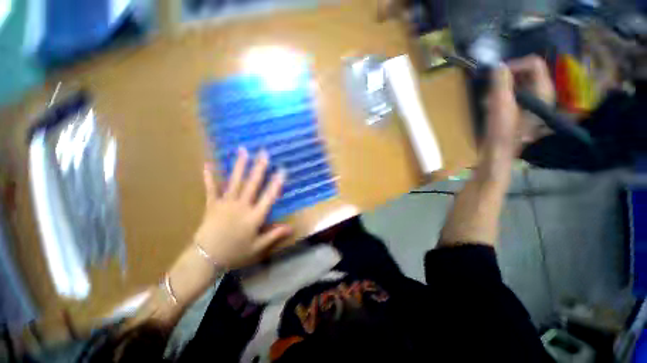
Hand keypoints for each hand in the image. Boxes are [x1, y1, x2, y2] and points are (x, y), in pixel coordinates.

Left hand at [194, 148, 291, 268]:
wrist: (205, 259)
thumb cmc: (235, 253)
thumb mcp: (257, 247)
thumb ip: (274, 235)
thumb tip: (291, 228)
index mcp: (254, 217)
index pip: (268, 197)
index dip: (276, 183)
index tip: (282, 170)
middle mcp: (241, 206)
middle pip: (252, 184)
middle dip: (259, 168)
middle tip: (264, 153)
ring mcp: (226, 204)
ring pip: (235, 182)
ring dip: (239, 166)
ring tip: (243, 151)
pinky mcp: (212, 205)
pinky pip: (211, 189)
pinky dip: (210, 177)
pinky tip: (208, 164)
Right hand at [484, 56, 555, 155]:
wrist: (499, 151)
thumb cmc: (501, 129)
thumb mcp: (500, 104)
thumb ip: (501, 82)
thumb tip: (498, 65)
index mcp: (542, 90)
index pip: (534, 63)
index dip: (515, 65)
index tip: (497, 75)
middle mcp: (543, 93)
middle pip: (529, 71)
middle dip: (508, 76)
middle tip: (493, 86)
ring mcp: (535, 101)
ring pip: (521, 81)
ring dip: (504, 85)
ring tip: (491, 97)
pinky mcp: (526, 108)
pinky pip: (517, 92)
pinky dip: (505, 93)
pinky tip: (494, 103)